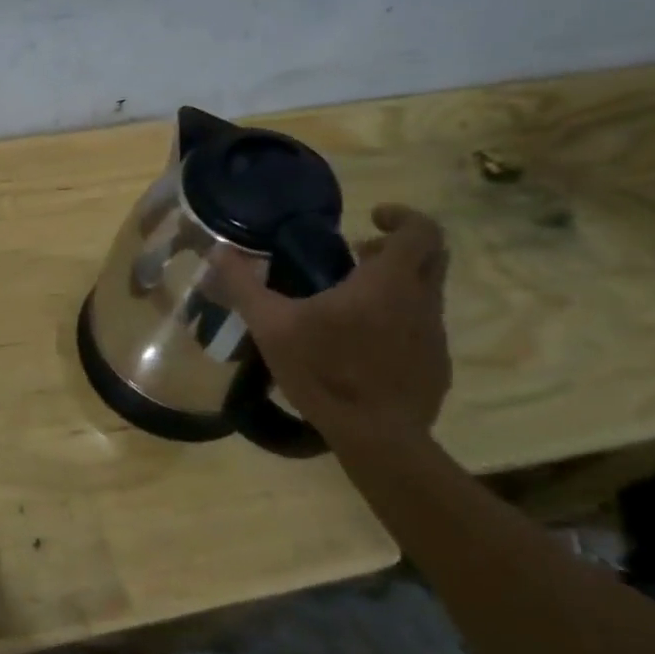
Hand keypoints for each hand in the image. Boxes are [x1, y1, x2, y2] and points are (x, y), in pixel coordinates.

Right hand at [212, 204, 451, 445]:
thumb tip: (217, 250)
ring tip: (349, 303)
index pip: (421, 230)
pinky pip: (421, 329)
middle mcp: (421, 301)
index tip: (372, 218)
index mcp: (388, 282)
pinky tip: (362, 346)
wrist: (377, 437)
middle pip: (432, 257)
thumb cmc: (324, 370)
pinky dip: (398, 322)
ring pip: (425, 294)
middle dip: (398, 247)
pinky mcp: (436, 366)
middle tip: (359, 254)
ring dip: (395, 286)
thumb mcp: (271, 325)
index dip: (402, 216)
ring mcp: (434, 336)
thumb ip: (244, 284)